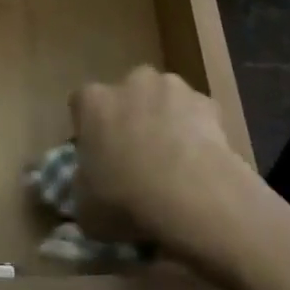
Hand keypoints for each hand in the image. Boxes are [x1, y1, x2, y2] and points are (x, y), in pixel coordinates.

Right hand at [71, 67, 255, 267]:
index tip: (98, 154)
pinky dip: (199, 132)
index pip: (82, 104)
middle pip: (127, 94)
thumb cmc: (126, 200)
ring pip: (164, 99)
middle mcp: (130, 82)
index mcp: (93, 102)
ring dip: (166, 120)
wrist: (192, 196)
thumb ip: (84, 185)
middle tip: (137, 155)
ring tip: (174, 161)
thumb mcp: (86, 207)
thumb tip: (89, 183)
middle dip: (131, 116)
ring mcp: (171, 88)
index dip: (90, 128)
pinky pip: (198, 115)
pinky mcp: (206, 102)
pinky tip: (202, 163)